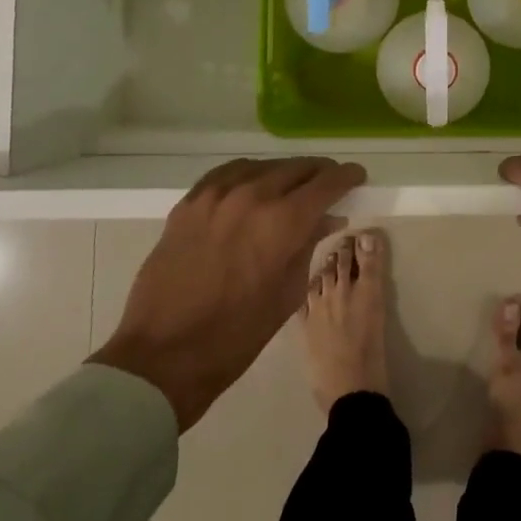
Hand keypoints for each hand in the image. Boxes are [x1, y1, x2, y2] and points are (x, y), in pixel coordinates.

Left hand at [89, 157, 364, 429]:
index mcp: (282, 222)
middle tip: (329, 182)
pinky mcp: (189, 203)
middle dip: (318, 173)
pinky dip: (248, 174)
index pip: (326, 184)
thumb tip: (328, 218)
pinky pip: (227, 174)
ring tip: (293, 184)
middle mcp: (251, 196)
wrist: (164, 354)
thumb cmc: (236, 335)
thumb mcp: (287, 293)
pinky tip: (253, 184)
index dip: (346, 177)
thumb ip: (309, 246)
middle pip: (296, 168)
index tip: (357, 176)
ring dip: (284, 172)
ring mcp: (215, 196)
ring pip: (262, 166)